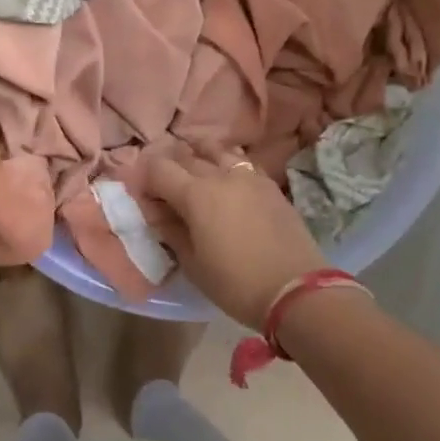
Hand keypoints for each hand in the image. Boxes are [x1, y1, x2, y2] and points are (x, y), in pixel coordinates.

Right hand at [149, 150, 327, 329]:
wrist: (296, 290)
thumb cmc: (236, 284)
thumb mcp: (193, 264)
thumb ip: (171, 230)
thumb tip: (156, 211)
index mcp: (195, 194)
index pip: (158, 169)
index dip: (144, 178)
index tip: (143, 196)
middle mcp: (219, 175)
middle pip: (185, 156)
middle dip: (168, 165)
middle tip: (163, 185)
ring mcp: (248, 176)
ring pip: (215, 150)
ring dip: (198, 155)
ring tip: (193, 170)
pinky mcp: (269, 184)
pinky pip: (240, 161)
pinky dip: (225, 162)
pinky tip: (225, 178)